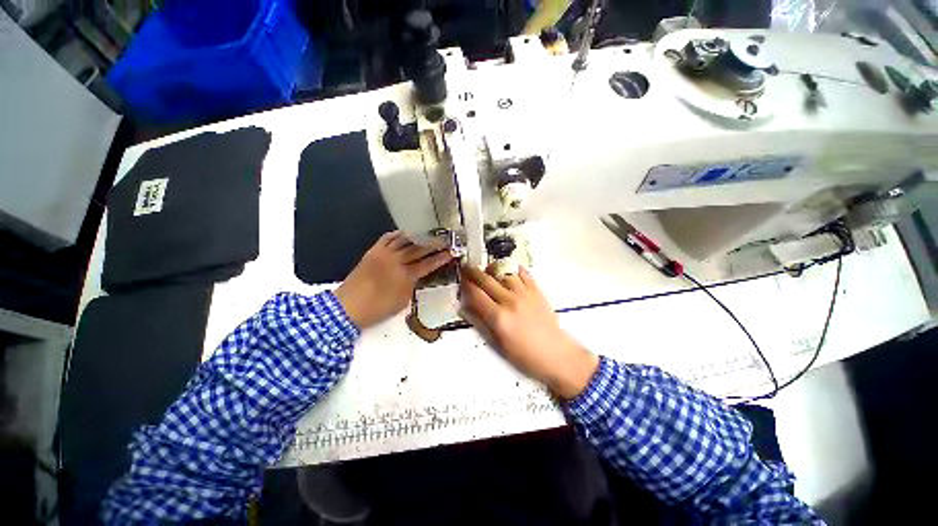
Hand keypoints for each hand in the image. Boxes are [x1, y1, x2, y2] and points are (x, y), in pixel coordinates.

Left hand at [335, 232, 452, 329]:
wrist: (348, 307)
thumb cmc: (377, 309)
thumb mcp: (402, 301)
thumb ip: (413, 285)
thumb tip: (419, 276)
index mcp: (405, 276)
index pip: (428, 264)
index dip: (441, 258)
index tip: (452, 252)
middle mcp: (396, 261)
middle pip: (419, 249)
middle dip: (434, 243)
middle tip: (445, 239)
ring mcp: (384, 254)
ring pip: (404, 240)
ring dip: (418, 236)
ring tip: (428, 233)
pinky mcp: (373, 251)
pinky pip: (387, 238)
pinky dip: (398, 234)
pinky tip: (405, 234)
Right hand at [460, 265, 598, 399]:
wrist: (556, 354)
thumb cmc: (524, 355)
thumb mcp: (497, 344)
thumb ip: (480, 323)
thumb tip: (464, 307)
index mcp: (498, 317)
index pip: (475, 294)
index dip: (465, 285)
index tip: (460, 279)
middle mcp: (509, 300)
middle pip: (486, 280)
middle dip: (473, 272)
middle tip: (466, 266)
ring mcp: (524, 293)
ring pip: (503, 272)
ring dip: (492, 268)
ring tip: (487, 269)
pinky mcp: (536, 290)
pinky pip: (523, 273)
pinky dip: (513, 268)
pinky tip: (508, 270)